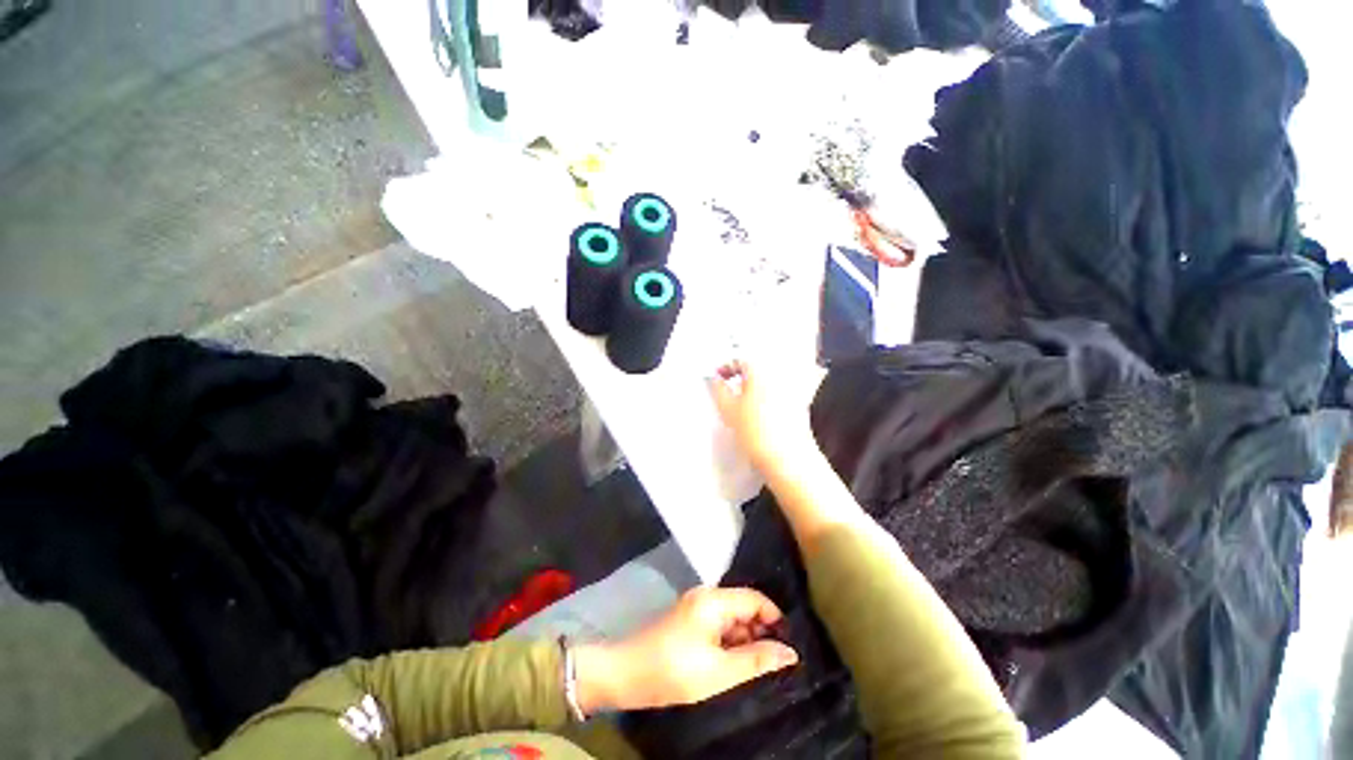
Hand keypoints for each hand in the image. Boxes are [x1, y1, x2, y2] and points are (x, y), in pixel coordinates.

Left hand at [573, 587, 797, 713]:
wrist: (626, 673)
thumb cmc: (673, 671)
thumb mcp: (719, 672)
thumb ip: (756, 660)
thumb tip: (790, 653)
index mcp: (713, 600)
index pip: (755, 599)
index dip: (774, 619)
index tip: (789, 647)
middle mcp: (706, 596)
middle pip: (744, 606)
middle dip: (761, 631)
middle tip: (775, 664)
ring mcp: (696, 607)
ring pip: (732, 618)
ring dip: (746, 639)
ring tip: (757, 668)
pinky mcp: (690, 620)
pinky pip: (719, 626)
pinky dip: (730, 642)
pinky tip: (735, 664)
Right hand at [708, 360, 816, 474]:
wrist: (787, 458)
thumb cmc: (756, 432)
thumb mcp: (728, 409)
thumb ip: (718, 389)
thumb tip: (714, 379)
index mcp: (761, 368)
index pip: (740, 359)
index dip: (725, 367)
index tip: (718, 377)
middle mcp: (780, 372)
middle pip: (758, 364)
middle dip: (742, 373)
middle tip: (729, 384)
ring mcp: (794, 387)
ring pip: (770, 376)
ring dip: (755, 382)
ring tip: (744, 397)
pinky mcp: (801, 402)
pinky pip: (781, 388)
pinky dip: (769, 392)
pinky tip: (761, 408)